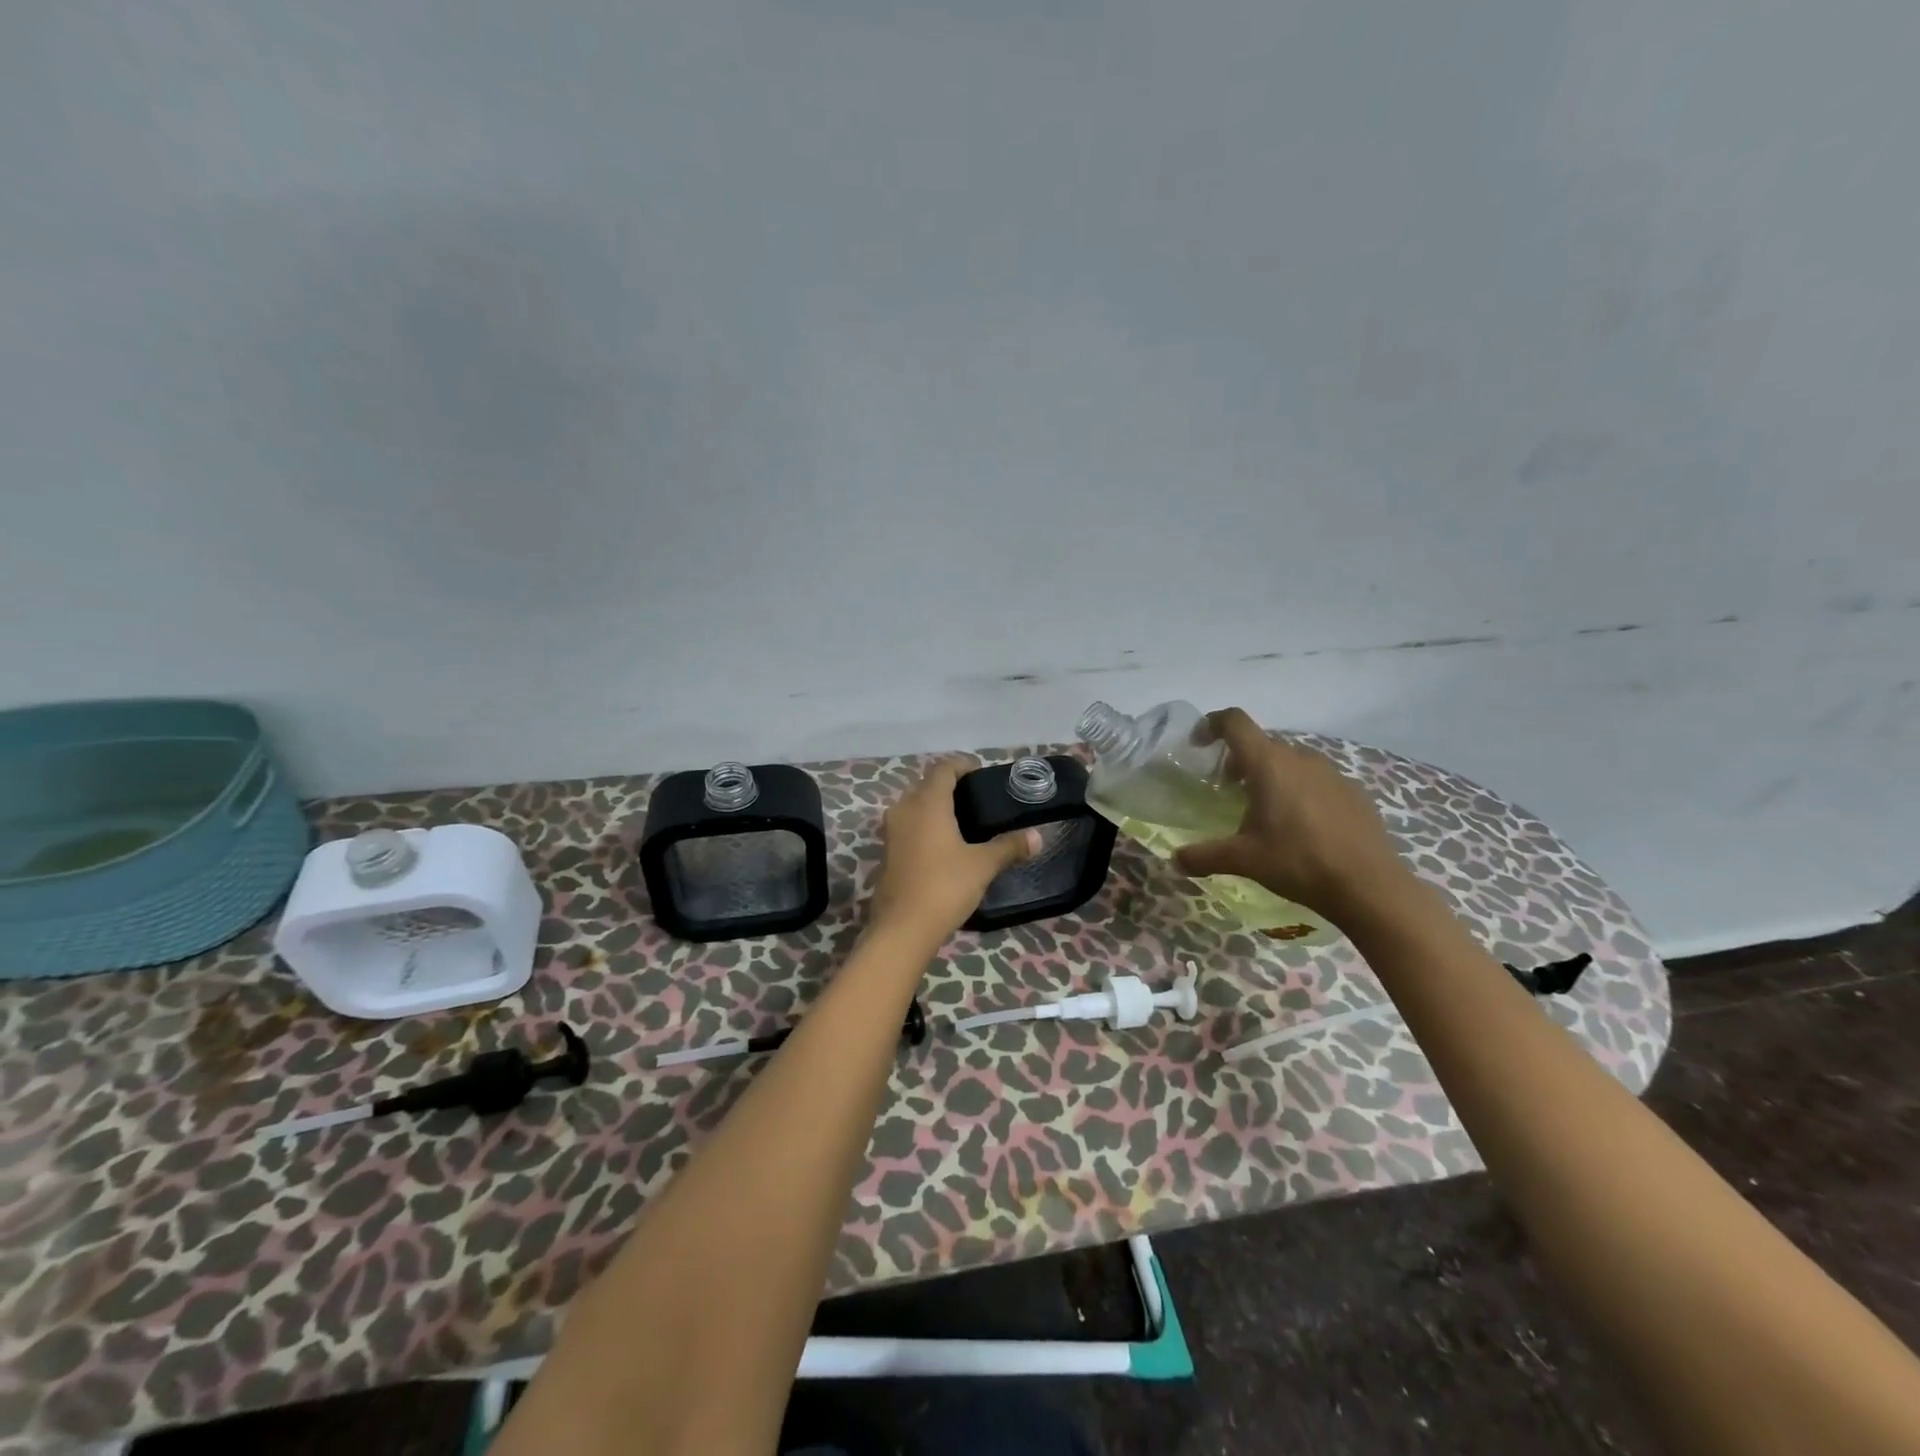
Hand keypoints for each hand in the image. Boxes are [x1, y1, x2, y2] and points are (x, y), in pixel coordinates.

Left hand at [867, 758, 1040, 948]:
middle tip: (975, 798)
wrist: (902, 928)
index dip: (962, 765)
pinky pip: (907, 826)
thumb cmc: (944, 886)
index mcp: (927, 802)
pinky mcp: (886, 852)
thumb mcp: (983, 865)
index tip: (981, 774)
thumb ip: (1009, 847)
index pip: (943, 768)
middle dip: (948, 786)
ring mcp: (891, 831)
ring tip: (962, 821)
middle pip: (926, 784)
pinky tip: (942, 845)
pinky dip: (923, 826)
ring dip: (934, 807)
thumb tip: (1037, 836)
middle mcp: (904, 808)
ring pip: (914, 806)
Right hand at [1170, 707, 1410, 920]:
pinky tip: (1301, 826)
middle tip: (1228, 789)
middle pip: (1261, 743)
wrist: (1369, 886)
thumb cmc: (1298, 862)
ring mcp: (1331, 773)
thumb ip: (1204, 856)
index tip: (1198, 744)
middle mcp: (1300, 758)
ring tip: (1264, 810)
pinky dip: (1299, 790)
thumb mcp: (1243, 860)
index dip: (1211, 724)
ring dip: (1270, 775)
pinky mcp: (1353, 791)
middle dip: (1239, 760)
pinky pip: (1316, 779)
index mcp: (1268, 764)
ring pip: (1290, 761)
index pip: (1234, 722)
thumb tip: (1174, 860)